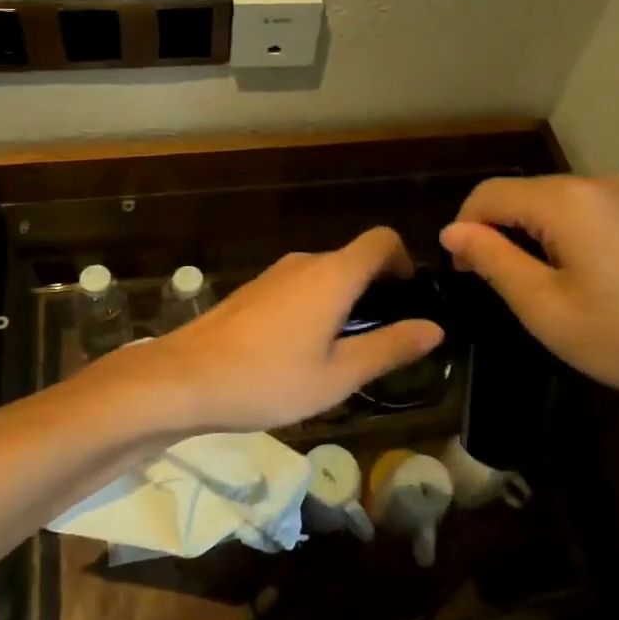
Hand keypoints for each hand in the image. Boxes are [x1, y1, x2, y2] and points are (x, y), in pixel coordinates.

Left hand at [141, 227, 443, 431]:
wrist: (184, 379)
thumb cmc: (269, 379)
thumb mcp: (339, 375)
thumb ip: (389, 347)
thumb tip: (434, 327)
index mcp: (334, 274)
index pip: (382, 240)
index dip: (404, 260)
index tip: (409, 298)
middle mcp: (305, 263)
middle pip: (354, 259)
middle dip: (376, 289)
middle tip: (382, 338)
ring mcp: (274, 274)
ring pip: (325, 275)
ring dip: (344, 301)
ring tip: (343, 352)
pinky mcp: (253, 291)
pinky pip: (299, 287)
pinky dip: (315, 306)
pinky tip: (301, 352)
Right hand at [440, 174, 618, 431]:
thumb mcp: (545, 307)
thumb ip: (493, 260)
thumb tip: (452, 231)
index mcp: (565, 198)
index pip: (488, 194)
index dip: (463, 229)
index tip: (459, 274)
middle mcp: (597, 183)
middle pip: (523, 195)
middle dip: (496, 233)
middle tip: (493, 288)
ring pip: (555, 205)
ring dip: (530, 238)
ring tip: (534, 289)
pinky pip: (588, 215)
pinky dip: (565, 239)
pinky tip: (580, 281)